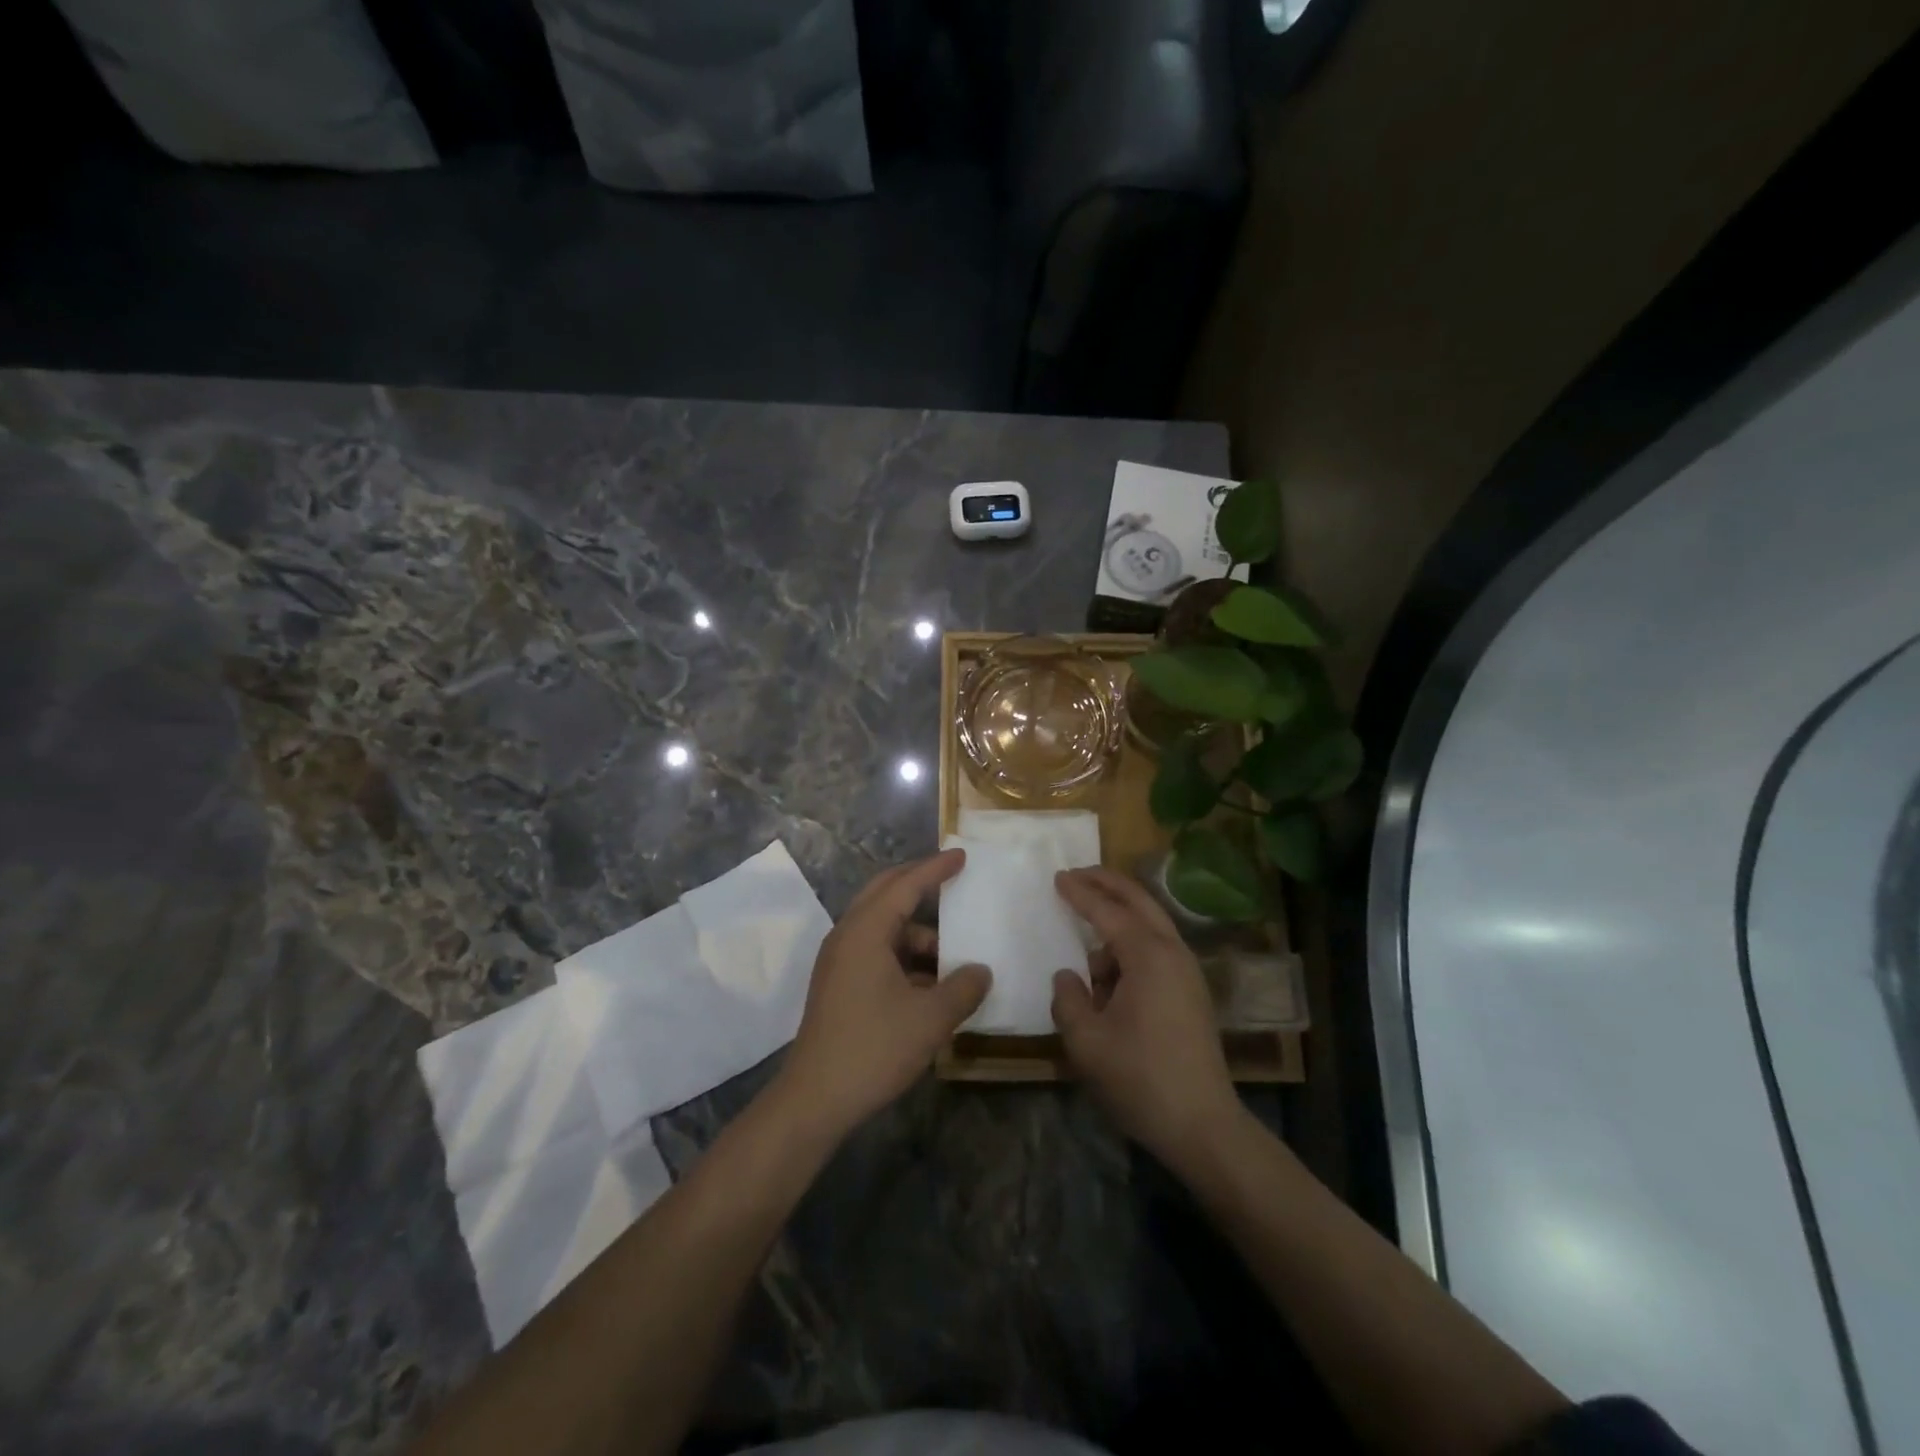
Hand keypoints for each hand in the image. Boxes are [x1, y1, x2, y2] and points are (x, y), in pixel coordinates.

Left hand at [773, 849, 990, 1141]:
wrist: (815, 1099)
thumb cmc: (873, 1048)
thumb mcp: (930, 1018)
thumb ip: (963, 989)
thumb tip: (982, 971)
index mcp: (866, 931)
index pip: (905, 886)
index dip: (935, 869)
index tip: (961, 855)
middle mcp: (848, 936)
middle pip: (885, 894)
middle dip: (918, 884)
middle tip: (952, 878)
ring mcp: (839, 961)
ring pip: (883, 928)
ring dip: (917, 932)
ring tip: (953, 953)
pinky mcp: (839, 984)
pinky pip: (876, 952)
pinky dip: (904, 956)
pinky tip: (931, 983)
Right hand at [1050, 867, 1241, 1166]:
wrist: (1203, 1126)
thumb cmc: (1140, 1078)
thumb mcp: (1087, 1041)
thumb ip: (1069, 999)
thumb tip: (1068, 975)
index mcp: (1148, 956)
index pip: (1108, 910)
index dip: (1080, 892)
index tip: (1057, 877)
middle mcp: (1173, 953)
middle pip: (1139, 901)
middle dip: (1107, 883)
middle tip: (1077, 874)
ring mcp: (1187, 972)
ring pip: (1150, 926)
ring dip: (1119, 921)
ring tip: (1087, 949)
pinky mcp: (1191, 993)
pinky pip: (1157, 951)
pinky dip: (1131, 946)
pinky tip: (1110, 976)